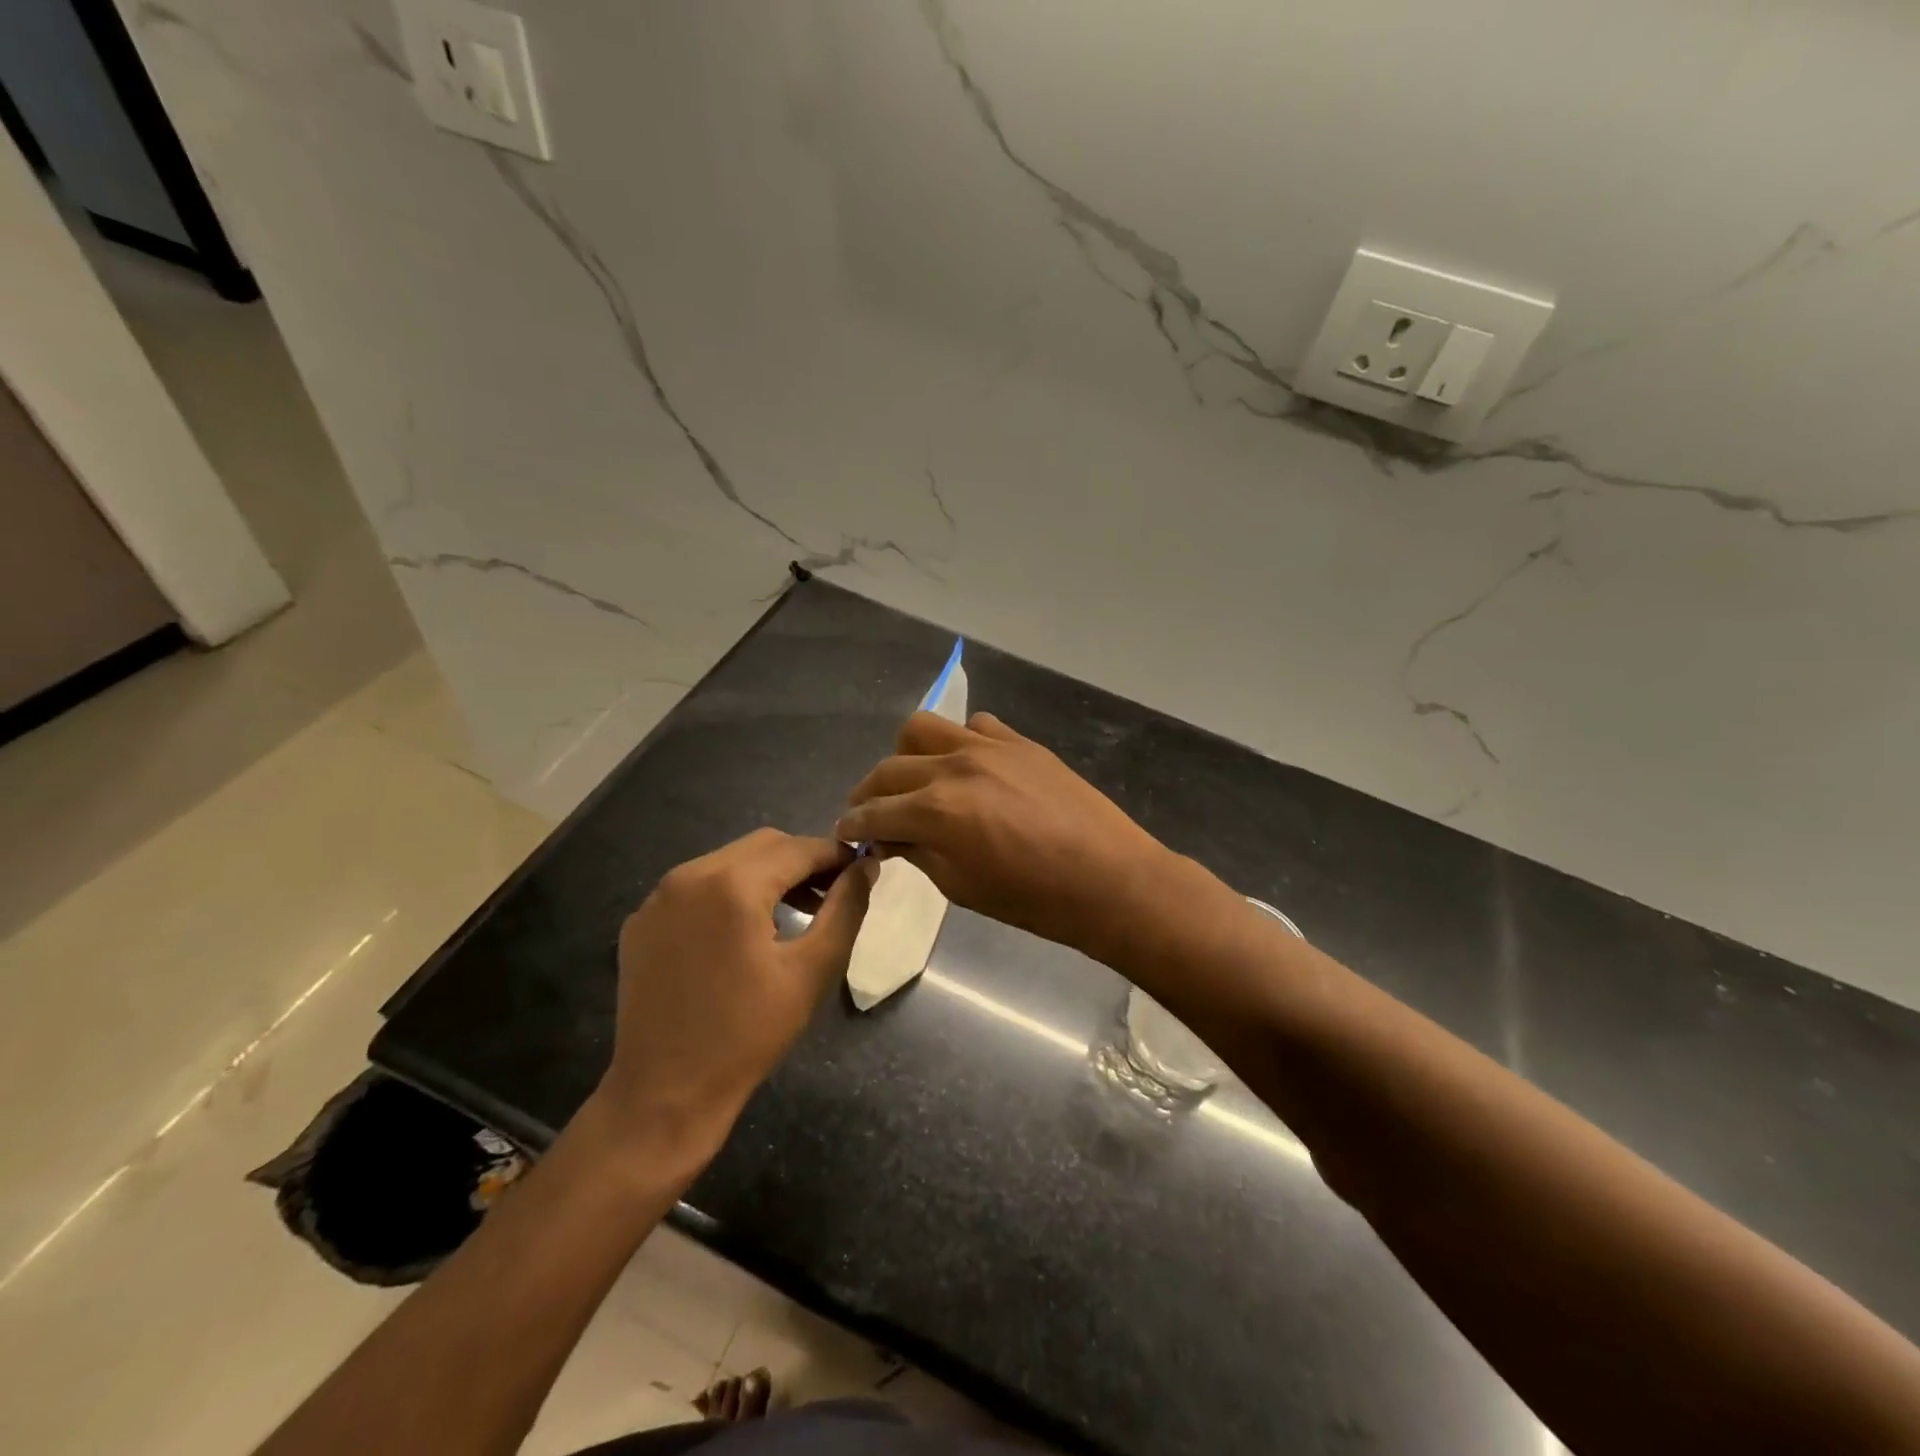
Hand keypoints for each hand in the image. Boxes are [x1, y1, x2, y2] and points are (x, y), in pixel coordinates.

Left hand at [595, 830, 872, 1160]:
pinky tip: (744, 931)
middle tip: (833, 892)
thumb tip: (866, 866)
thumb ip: (846, 908)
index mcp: (732, 885)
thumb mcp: (812, 970)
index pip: (798, 848)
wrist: (665, 1095)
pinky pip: (697, 887)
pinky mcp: (641, 922)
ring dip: (768, 875)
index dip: (836, 854)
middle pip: (762, 845)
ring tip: (796, 910)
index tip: (862, 870)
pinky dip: (729, 893)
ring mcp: (658, 898)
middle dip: (803, 860)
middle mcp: (689, 876)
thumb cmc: (749, 1034)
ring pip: (728, 861)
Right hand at [836, 712, 1175, 959]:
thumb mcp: (962, 887)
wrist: (1108, 878)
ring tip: (914, 781)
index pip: (874, 812)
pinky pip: (975, 726)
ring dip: (906, 755)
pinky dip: (958, 743)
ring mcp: (989, 747)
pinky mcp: (1019, 742)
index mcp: (935, 810)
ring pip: (923, 728)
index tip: (845, 832)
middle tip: (872, 814)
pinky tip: (968, 768)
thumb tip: (890, 838)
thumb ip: (918, 853)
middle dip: (870, 793)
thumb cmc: (1033, 899)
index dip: (853, 825)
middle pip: (889, 768)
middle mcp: (953, 766)